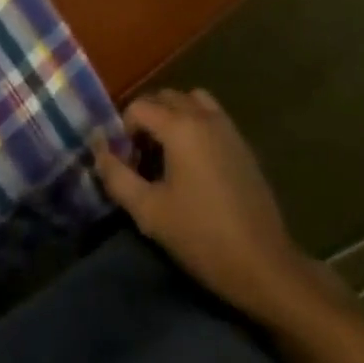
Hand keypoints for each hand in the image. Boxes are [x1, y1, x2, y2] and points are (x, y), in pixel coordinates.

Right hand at [96, 89, 316, 321]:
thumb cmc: (202, 237)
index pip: (138, 107)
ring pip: (191, 101)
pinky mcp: (242, 143)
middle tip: (140, 158)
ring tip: (167, 152)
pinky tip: (194, 163)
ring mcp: (227, 126)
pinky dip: (195, 123)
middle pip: (165, 97)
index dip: (124, 131)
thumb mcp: (150, 213)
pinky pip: (211, 115)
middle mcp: (203, 115)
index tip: (125, 163)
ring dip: (173, 116)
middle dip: (146, 119)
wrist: (264, 264)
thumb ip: (117, 177)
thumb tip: (99, 151)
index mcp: (179, 126)